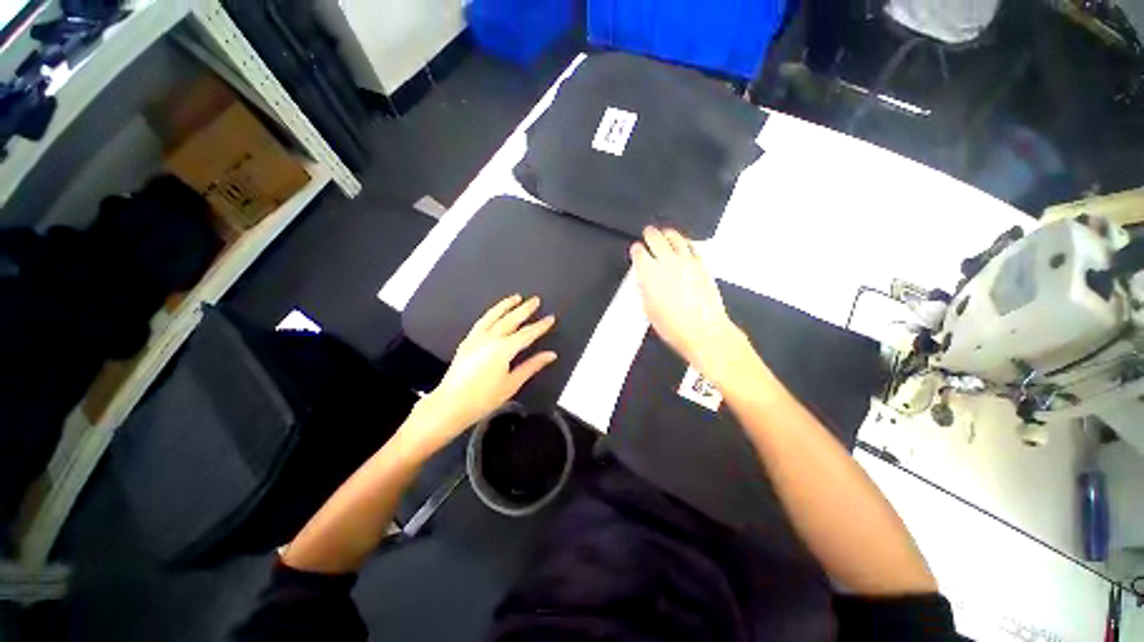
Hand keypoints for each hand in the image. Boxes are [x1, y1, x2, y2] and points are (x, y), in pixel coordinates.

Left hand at [405, 295, 556, 454]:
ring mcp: (476, 338)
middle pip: (511, 319)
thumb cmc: (483, 398)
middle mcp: (490, 339)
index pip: (527, 333)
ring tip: (515, 297)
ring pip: (494, 316)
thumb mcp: (512, 383)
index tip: (550, 318)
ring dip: (506, 305)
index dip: (540, 326)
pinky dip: (491, 313)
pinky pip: (481, 321)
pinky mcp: (467, 341)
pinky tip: (495, 313)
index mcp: (503, 349)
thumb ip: (532, 366)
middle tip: (535, 300)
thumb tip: (550, 355)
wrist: (450, 404)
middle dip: (525, 309)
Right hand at [631, 227, 746, 382]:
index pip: (639, 252)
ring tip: (665, 232)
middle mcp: (667, 262)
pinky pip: (692, 248)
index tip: (636, 249)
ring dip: (668, 234)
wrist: (702, 330)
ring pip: (675, 238)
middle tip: (647, 233)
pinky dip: (686, 243)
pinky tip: (684, 244)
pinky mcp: (701, 265)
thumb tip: (645, 282)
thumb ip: (645, 290)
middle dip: (649, 235)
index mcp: (649, 273)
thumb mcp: (648, 309)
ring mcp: (686, 261)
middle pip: (656, 239)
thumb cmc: (672, 325)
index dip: (636, 250)